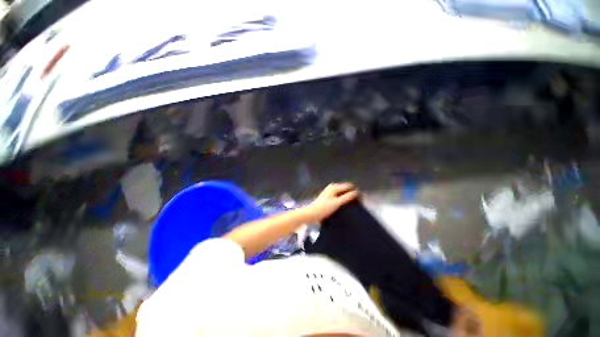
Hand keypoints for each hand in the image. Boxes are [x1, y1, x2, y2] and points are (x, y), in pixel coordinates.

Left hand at [304, 183, 358, 222]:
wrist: (312, 214)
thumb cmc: (324, 208)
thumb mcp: (337, 203)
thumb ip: (347, 197)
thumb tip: (357, 192)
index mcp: (334, 187)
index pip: (349, 186)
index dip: (355, 191)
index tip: (361, 199)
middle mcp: (332, 187)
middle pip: (345, 189)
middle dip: (351, 194)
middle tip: (358, 203)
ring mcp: (329, 192)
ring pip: (342, 193)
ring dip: (347, 197)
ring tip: (353, 205)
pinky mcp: (328, 197)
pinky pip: (338, 196)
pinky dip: (342, 199)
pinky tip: (344, 206)